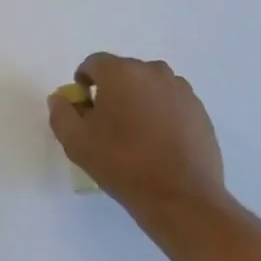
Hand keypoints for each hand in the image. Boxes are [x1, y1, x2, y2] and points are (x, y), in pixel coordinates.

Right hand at [48, 53, 227, 223]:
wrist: (181, 197)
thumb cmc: (122, 164)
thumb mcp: (76, 142)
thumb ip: (61, 113)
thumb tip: (62, 98)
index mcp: (120, 72)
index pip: (93, 64)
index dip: (83, 83)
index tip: (83, 110)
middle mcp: (153, 71)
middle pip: (123, 72)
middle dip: (111, 91)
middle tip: (106, 124)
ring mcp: (181, 89)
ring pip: (149, 86)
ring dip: (137, 100)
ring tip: (135, 134)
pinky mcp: (199, 110)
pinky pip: (170, 102)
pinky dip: (161, 113)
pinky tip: (158, 143)